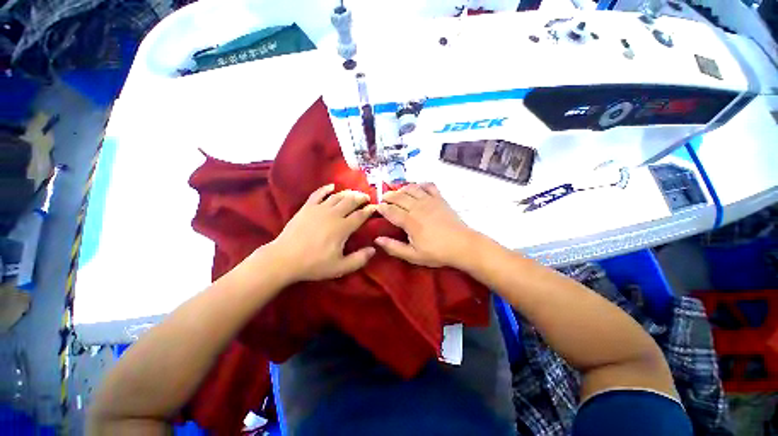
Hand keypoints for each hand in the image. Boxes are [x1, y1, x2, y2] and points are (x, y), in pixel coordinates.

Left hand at [270, 184, 376, 281]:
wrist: (284, 259)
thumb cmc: (314, 264)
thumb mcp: (340, 267)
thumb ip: (359, 259)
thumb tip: (373, 249)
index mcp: (342, 228)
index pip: (361, 215)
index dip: (370, 210)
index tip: (375, 207)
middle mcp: (333, 214)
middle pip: (351, 201)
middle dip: (361, 198)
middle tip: (366, 198)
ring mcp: (319, 209)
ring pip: (337, 196)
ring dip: (348, 193)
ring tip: (354, 194)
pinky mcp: (307, 207)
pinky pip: (318, 193)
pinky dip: (326, 188)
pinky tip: (332, 186)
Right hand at [375, 183, 476, 267]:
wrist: (462, 245)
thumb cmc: (437, 252)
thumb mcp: (413, 255)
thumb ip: (394, 247)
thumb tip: (377, 240)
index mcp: (409, 221)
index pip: (390, 210)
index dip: (381, 208)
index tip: (377, 208)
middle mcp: (417, 207)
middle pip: (398, 197)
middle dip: (388, 196)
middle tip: (384, 199)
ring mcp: (429, 201)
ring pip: (411, 188)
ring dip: (402, 189)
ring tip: (397, 193)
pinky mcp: (439, 199)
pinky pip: (428, 186)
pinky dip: (421, 185)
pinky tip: (418, 189)